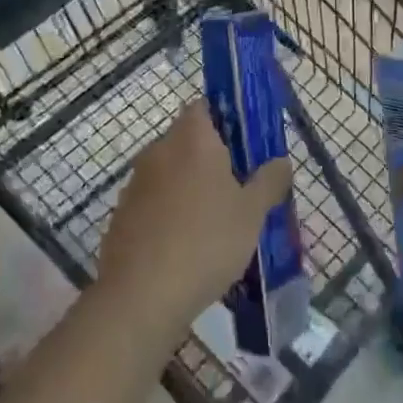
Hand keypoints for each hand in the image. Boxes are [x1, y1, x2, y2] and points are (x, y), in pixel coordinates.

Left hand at [96, 102, 291, 338]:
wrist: (140, 296)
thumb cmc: (205, 241)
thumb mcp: (252, 213)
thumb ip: (270, 181)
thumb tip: (281, 161)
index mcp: (192, 138)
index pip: (205, 106)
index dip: (226, 120)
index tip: (246, 146)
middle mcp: (159, 149)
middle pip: (189, 140)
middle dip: (212, 159)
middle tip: (239, 188)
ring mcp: (136, 182)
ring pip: (171, 173)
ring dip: (190, 188)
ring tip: (216, 223)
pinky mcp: (122, 214)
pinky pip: (154, 202)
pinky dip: (170, 214)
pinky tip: (186, 247)